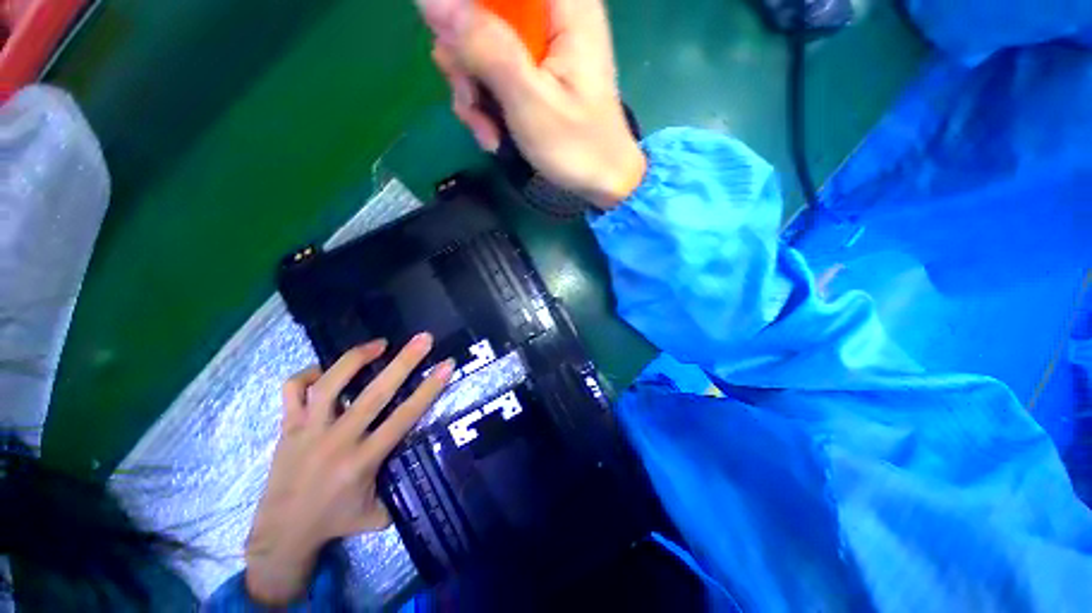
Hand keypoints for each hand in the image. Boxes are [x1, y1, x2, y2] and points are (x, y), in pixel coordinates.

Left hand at [244, 334, 453, 605]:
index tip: (445, 366)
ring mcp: (309, 431)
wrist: (281, 536)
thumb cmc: (334, 523)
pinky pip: (293, 390)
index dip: (428, 389)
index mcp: (363, 460)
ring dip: (355, 358)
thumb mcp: (377, 513)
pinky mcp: (287, 428)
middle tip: (422, 339)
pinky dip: (309, 373)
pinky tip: (327, 370)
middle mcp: (338, 440)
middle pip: (374, 394)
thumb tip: (423, 466)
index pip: (404, 417)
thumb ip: (400, 491)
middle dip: (403, 362)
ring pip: (329, 385)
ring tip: (379, 344)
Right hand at [420, 0, 645, 208]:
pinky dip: (485, 104)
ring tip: (488, 131)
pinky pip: (490, 70)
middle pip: (482, 11)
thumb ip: (486, 47)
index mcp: (565, 6)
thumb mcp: (530, 100)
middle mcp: (550, 14)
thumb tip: (432, 0)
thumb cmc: (578, 146)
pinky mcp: (532, 71)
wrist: (601, 181)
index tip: (457, 42)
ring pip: (478, 42)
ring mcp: (538, 45)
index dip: (470, 9)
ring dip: (472, 90)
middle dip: (464, 58)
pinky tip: (493, 134)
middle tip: (471, 100)